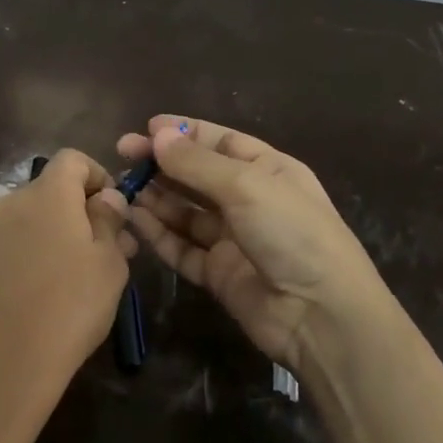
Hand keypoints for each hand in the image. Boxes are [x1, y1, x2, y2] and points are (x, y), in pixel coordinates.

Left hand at [0, 149, 133, 441]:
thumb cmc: (69, 306)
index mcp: (45, 193)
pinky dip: (37, 256)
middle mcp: (11, 204)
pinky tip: (52, 295)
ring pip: (34, 221)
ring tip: (89, 275)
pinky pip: (16, 247)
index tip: (117, 211)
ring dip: (62, 235)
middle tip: (115, 248)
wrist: (1, 364)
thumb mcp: (109, 263)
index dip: (99, 176)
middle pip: (52, 191)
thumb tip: (106, 197)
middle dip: (85, 211)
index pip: (72, 159)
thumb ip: (109, 221)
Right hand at [117, 116, 394, 370]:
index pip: (221, 142)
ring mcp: (233, 239)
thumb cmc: (292, 233)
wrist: (320, 315)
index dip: (185, 133)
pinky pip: (181, 247)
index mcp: (268, 170)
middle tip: (123, 154)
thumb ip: (196, 164)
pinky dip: (158, 233)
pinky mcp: (218, 273)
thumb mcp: (246, 186)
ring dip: (155, 197)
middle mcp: (250, 201)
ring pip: (185, 212)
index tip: (147, 126)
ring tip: (122, 186)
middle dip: (162, 163)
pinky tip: (134, 218)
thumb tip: (156, 135)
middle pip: (198, 175)